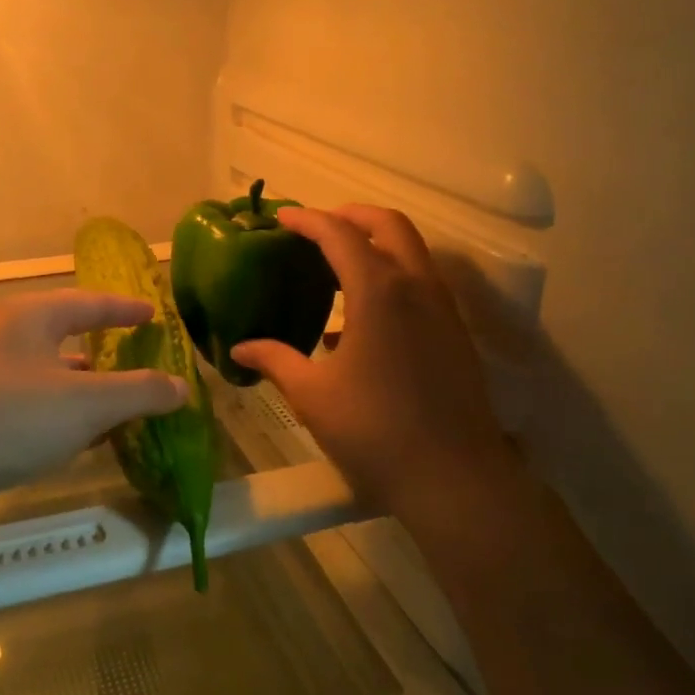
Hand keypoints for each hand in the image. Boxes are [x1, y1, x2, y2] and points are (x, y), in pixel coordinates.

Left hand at [0, 289, 189, 522]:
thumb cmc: (10, 418)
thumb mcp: (86, 404)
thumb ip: (139, 392)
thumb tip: (182, 387)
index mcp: (31, 316)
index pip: (90, 303)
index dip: (125, 309)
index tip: (154, 315)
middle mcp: (4, 335)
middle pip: (65, 334)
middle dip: (103, 348)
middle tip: (136, 357)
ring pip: (46, 371)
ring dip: (81, 386)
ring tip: (114, 404)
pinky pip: (28, 401)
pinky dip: (58, 412)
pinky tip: (76, 438)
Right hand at [230, 205, 512, 518]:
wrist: (454, 479)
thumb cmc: (375, 432)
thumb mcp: (313, 395)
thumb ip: (275, 360)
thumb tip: (240, 348)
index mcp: (379, 292)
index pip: (340, 234)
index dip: (308, 220)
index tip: (281, 218)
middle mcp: (417, 287)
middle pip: (389, 225)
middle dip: (352, 215)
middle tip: (317, 226)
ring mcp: (443, 310)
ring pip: (412, 252)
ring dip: (376, 244)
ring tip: (336, 264)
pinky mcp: (455, 334)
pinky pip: (421, 284)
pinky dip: (391, 276)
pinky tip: (360, 317)